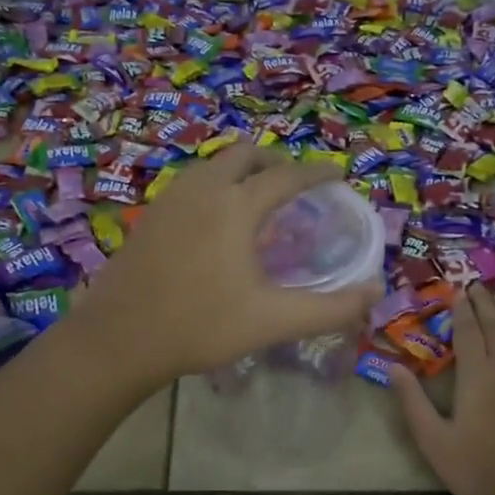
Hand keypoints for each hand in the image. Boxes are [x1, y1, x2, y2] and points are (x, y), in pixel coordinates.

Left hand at [69, 142, 382, 387]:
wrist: (118, 339)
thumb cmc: (200, 327)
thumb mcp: (272, 321)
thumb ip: (330, 307)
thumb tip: (376, 291)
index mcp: (236, 205)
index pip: (287, 176)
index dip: (317, 172)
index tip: (337, 173)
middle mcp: (203, 189)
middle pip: (245, 155)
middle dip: (275, 162)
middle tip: (296, 186)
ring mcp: (170, 198)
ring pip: (213, 165)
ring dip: (241, 172)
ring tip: (258, 200)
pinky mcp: (150, 215)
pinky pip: (192, 183)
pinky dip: (215, 186)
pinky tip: (216, 221)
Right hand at [391, 285, 494, 494]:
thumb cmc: (478, 466)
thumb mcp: (433, 439)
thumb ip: (413, 402)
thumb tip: (394, 366)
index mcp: (475, 375)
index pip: (467, 332)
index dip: (461, 310)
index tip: (458, 290)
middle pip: (494, 327)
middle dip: (484, 305)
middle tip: (477, 285)